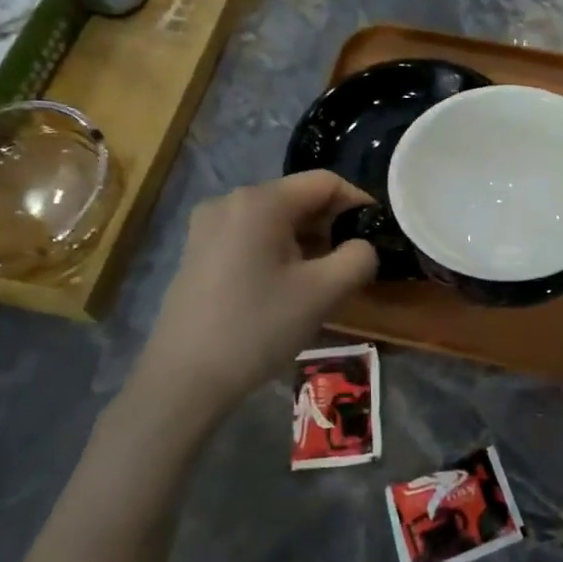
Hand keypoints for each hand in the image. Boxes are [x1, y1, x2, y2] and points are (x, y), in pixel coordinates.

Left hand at [125, 172, 378, 423]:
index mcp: (260, 201)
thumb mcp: (324, 292)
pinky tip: (285, 286)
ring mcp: (207, 226)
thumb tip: (362, 246)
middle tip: (351, 263)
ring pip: (275, 219)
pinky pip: (251, 235)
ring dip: (306, 240)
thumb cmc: (259, 328)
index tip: (377, 233)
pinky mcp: (198, 251)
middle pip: (298, 198)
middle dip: (331, 225)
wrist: (184, 379)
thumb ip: (359, 258)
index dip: (358, 202)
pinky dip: (277, 250)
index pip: (325, 182)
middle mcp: (230, 201)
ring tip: (321, 279)